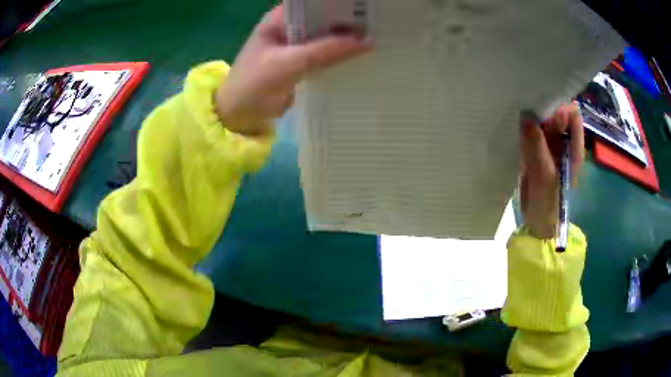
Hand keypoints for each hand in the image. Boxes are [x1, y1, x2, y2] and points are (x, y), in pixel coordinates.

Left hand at [215, 4, 371, 135]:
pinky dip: (340, 55)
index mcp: (279, 19)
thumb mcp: (287, 64)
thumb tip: (366, 41)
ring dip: (345, 38)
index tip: (364, 6)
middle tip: (377, 23)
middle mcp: (289, 28)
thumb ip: (324, 51)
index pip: (312, 3)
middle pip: (322, 18)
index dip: (337, 3)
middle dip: (347, 20)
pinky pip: (325, 54)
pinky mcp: (302, 63)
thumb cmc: (253, 86)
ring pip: (326, 36)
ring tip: (376, 36)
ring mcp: (296, 46)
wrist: (239, 118)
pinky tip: (361, 55)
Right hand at [520, 104, 584, 238]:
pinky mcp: (538, 152)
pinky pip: (533, 133)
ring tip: (519, 117)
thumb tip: (525, 115)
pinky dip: (526, 129)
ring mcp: (551, 147)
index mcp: (573, 147)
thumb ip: (536, 144)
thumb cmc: (548, 202)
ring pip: (544, 122)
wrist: (538, 222)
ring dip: (533, 118)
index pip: (572, 115)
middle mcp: (564, 143)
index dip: (560, 106)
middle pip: (557, 114)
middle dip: (544, 109)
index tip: (543, 106)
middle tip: (526, 108)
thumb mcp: (544, 174)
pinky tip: (517, 128)